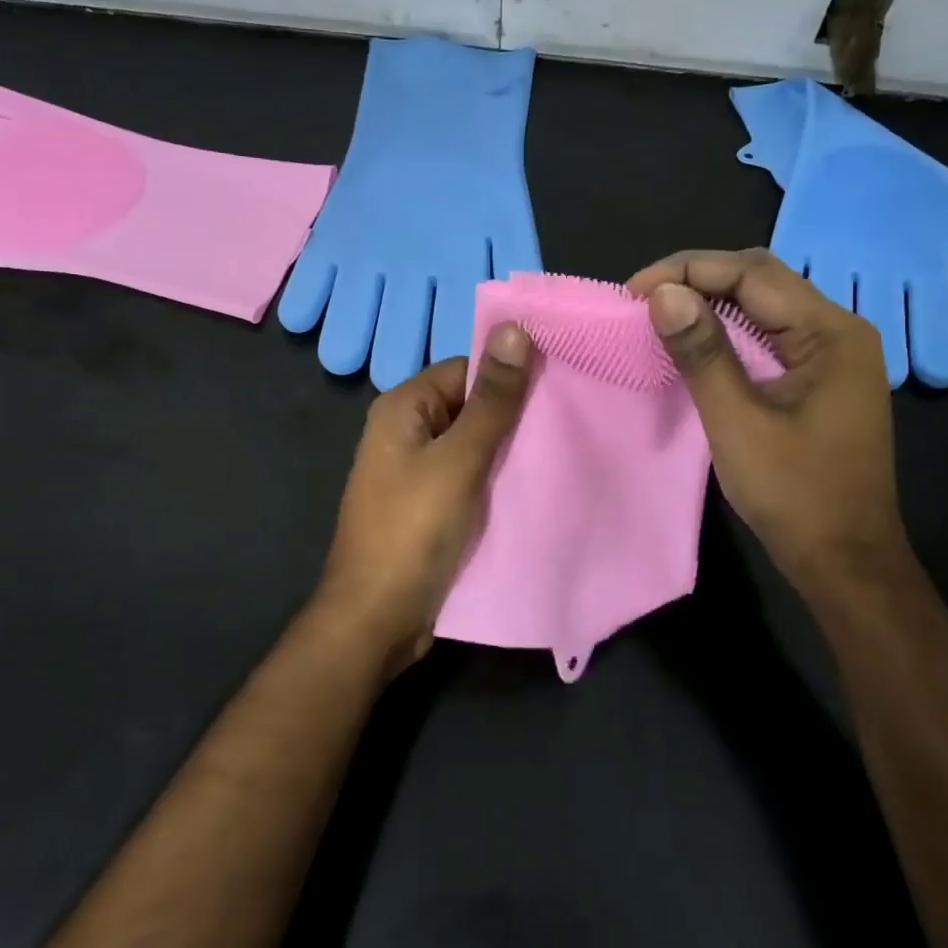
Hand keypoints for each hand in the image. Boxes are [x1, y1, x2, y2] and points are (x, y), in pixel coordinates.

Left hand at [314, 324, 534, 673]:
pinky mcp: (430, 505)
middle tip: (569, 421)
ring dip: (509, 450)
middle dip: (514, 416)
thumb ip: (492, 399)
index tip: (559, 387)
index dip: (509, 375)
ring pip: (474, 445)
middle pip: (471, 406)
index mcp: (403, 408)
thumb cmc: (413, 530)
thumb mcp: (459, 459)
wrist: (378, 619)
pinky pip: (469, 478)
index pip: (466, 370)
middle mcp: (406, 432)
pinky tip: (535, 485)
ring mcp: (416, 472)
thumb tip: (515, 327)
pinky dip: (497, 479)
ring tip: (562, 451)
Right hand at [626, 248, 914, 603]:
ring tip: (658, 314)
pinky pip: (768, 335)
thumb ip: (702, 353)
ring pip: (762, 305)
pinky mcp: (819, 377)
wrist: (845, 560)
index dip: (688, 271)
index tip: (633, 292)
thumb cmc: (795, 494)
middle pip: (761, 279)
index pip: (753, 273)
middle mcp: (838, 330)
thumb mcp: (737, 421)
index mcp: (831, 332)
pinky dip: (726, 331)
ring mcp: (832, 354)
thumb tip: (662, 294)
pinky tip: (695, 341)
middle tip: (641, 300)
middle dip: (697, 279)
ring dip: (709, 303)